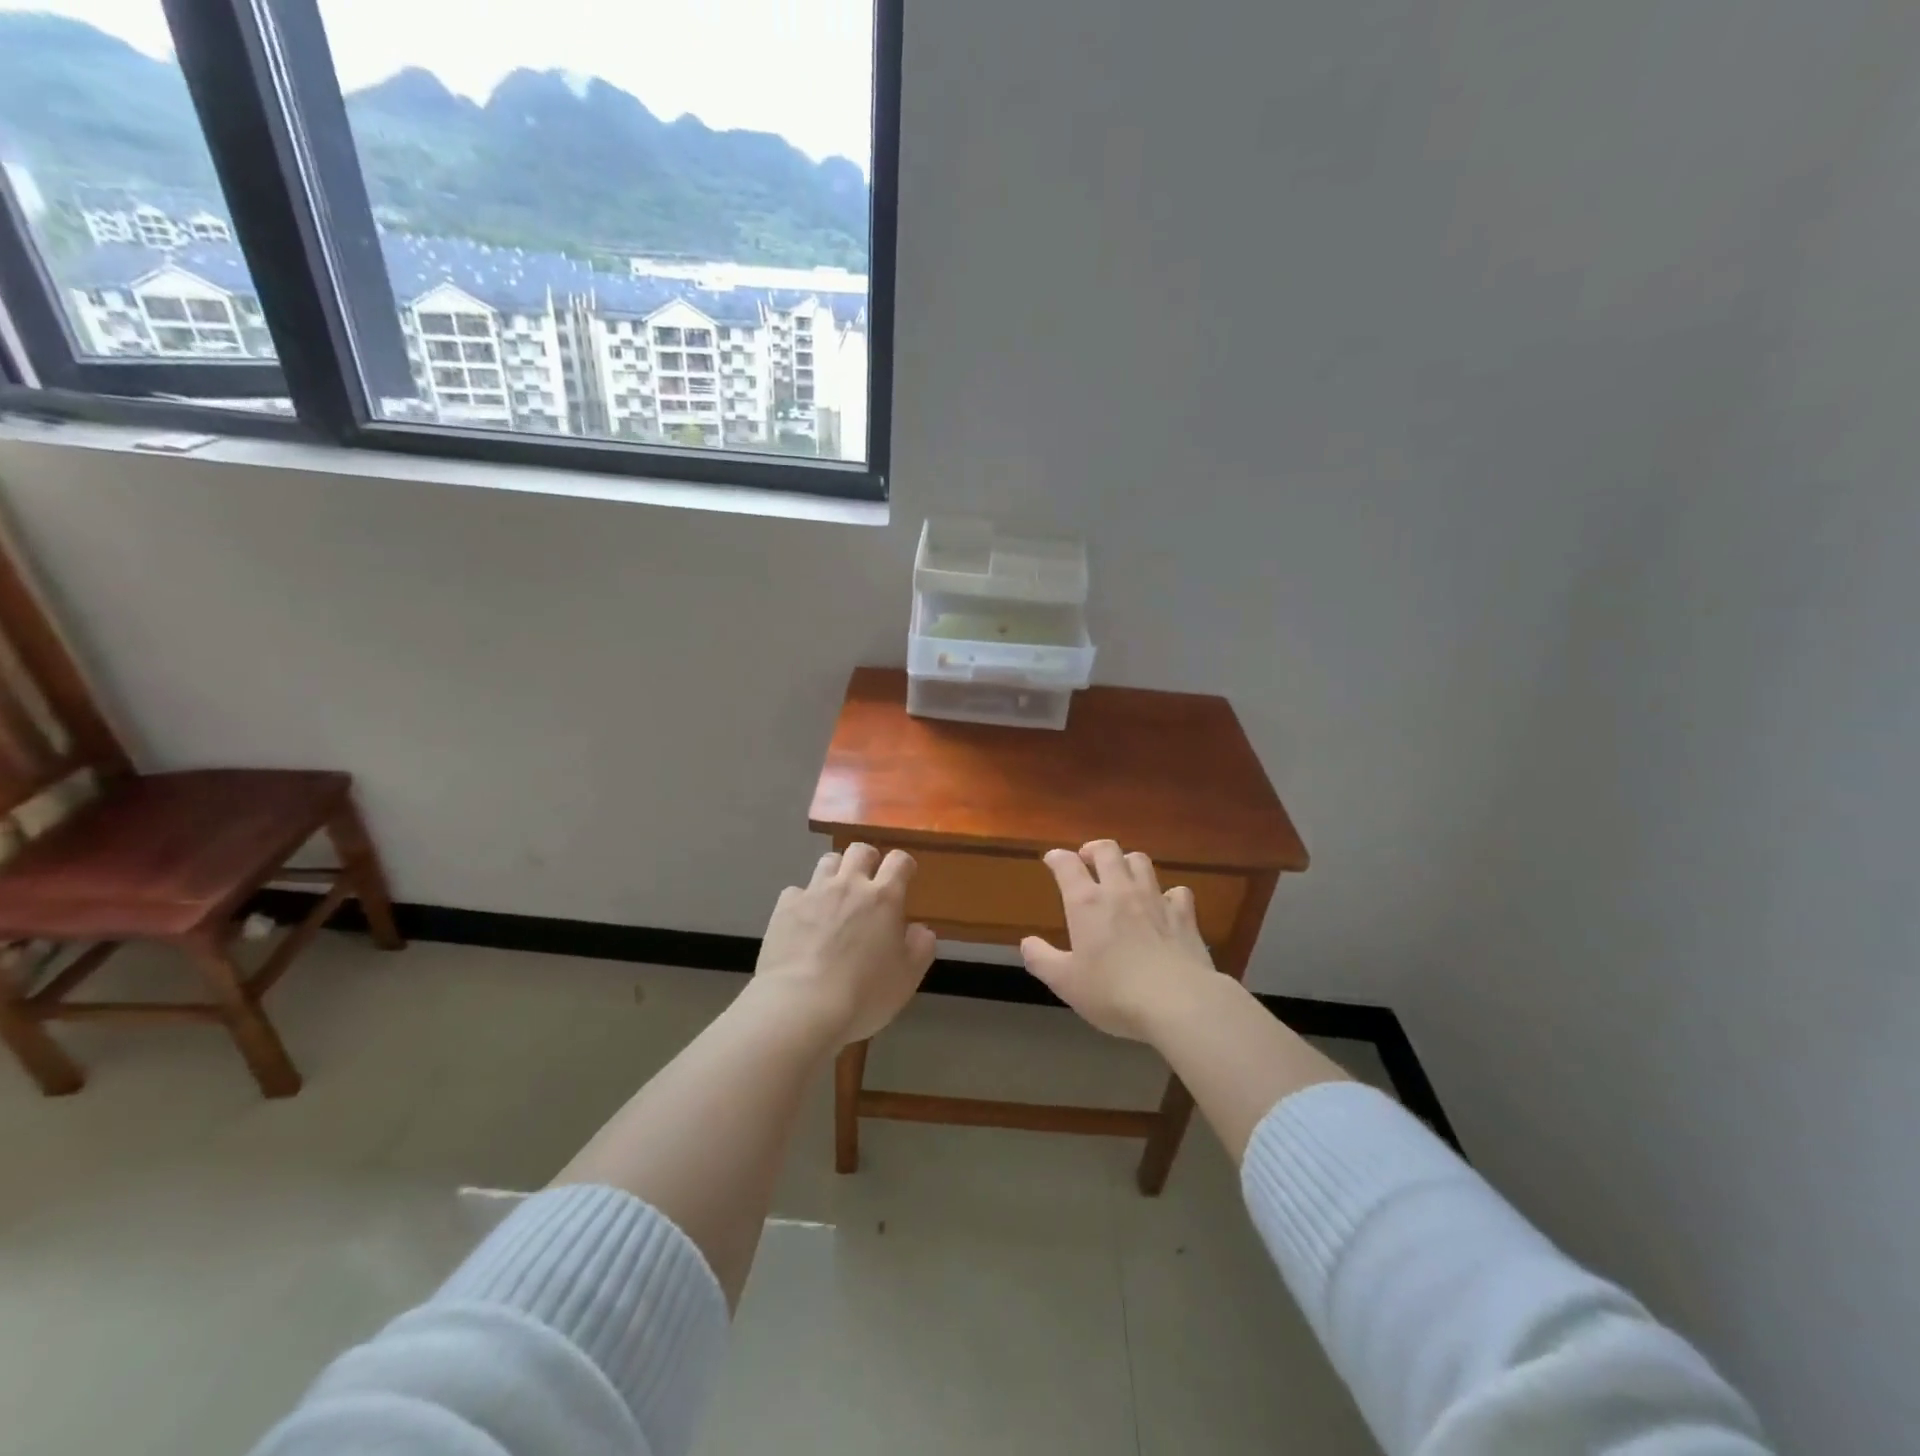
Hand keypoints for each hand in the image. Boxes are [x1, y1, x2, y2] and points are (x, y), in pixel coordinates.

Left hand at [752, 843, 936, 1045]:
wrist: (801, 1006)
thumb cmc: (863, 994)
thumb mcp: (908, 977)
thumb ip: (921, 946)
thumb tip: (920, 928)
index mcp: (884, 897)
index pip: (899, 860)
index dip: (904, 865)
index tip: (905, 877)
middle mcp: (849, 885)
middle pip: (860, 850)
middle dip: (868, 859)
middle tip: (869, 882)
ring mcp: (814, 892)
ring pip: (828, 861)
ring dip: (836, 872)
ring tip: (836, 896)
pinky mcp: (784, 907)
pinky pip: (797, 890)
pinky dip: (804, 900)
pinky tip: (804, 920)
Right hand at [1021, 841, 1218, 1040]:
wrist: (1177, 1003)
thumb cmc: (1113, 993)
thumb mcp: (1065, 982)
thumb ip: (1042, 960)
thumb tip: (1027, 943)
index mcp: (1087, 903)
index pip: (1067, 865)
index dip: (1057, 858)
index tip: (1052, 860)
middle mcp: (1120, 890)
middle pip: (1107, 850)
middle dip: (1094, 849)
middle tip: (1088, 859)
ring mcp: (1155, 899)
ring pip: (1141, 862)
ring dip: (1128, 862)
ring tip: (1123, 875)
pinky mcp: (1184, 915)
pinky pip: (1177, 891)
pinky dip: (1168, 893)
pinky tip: (1165, 905)